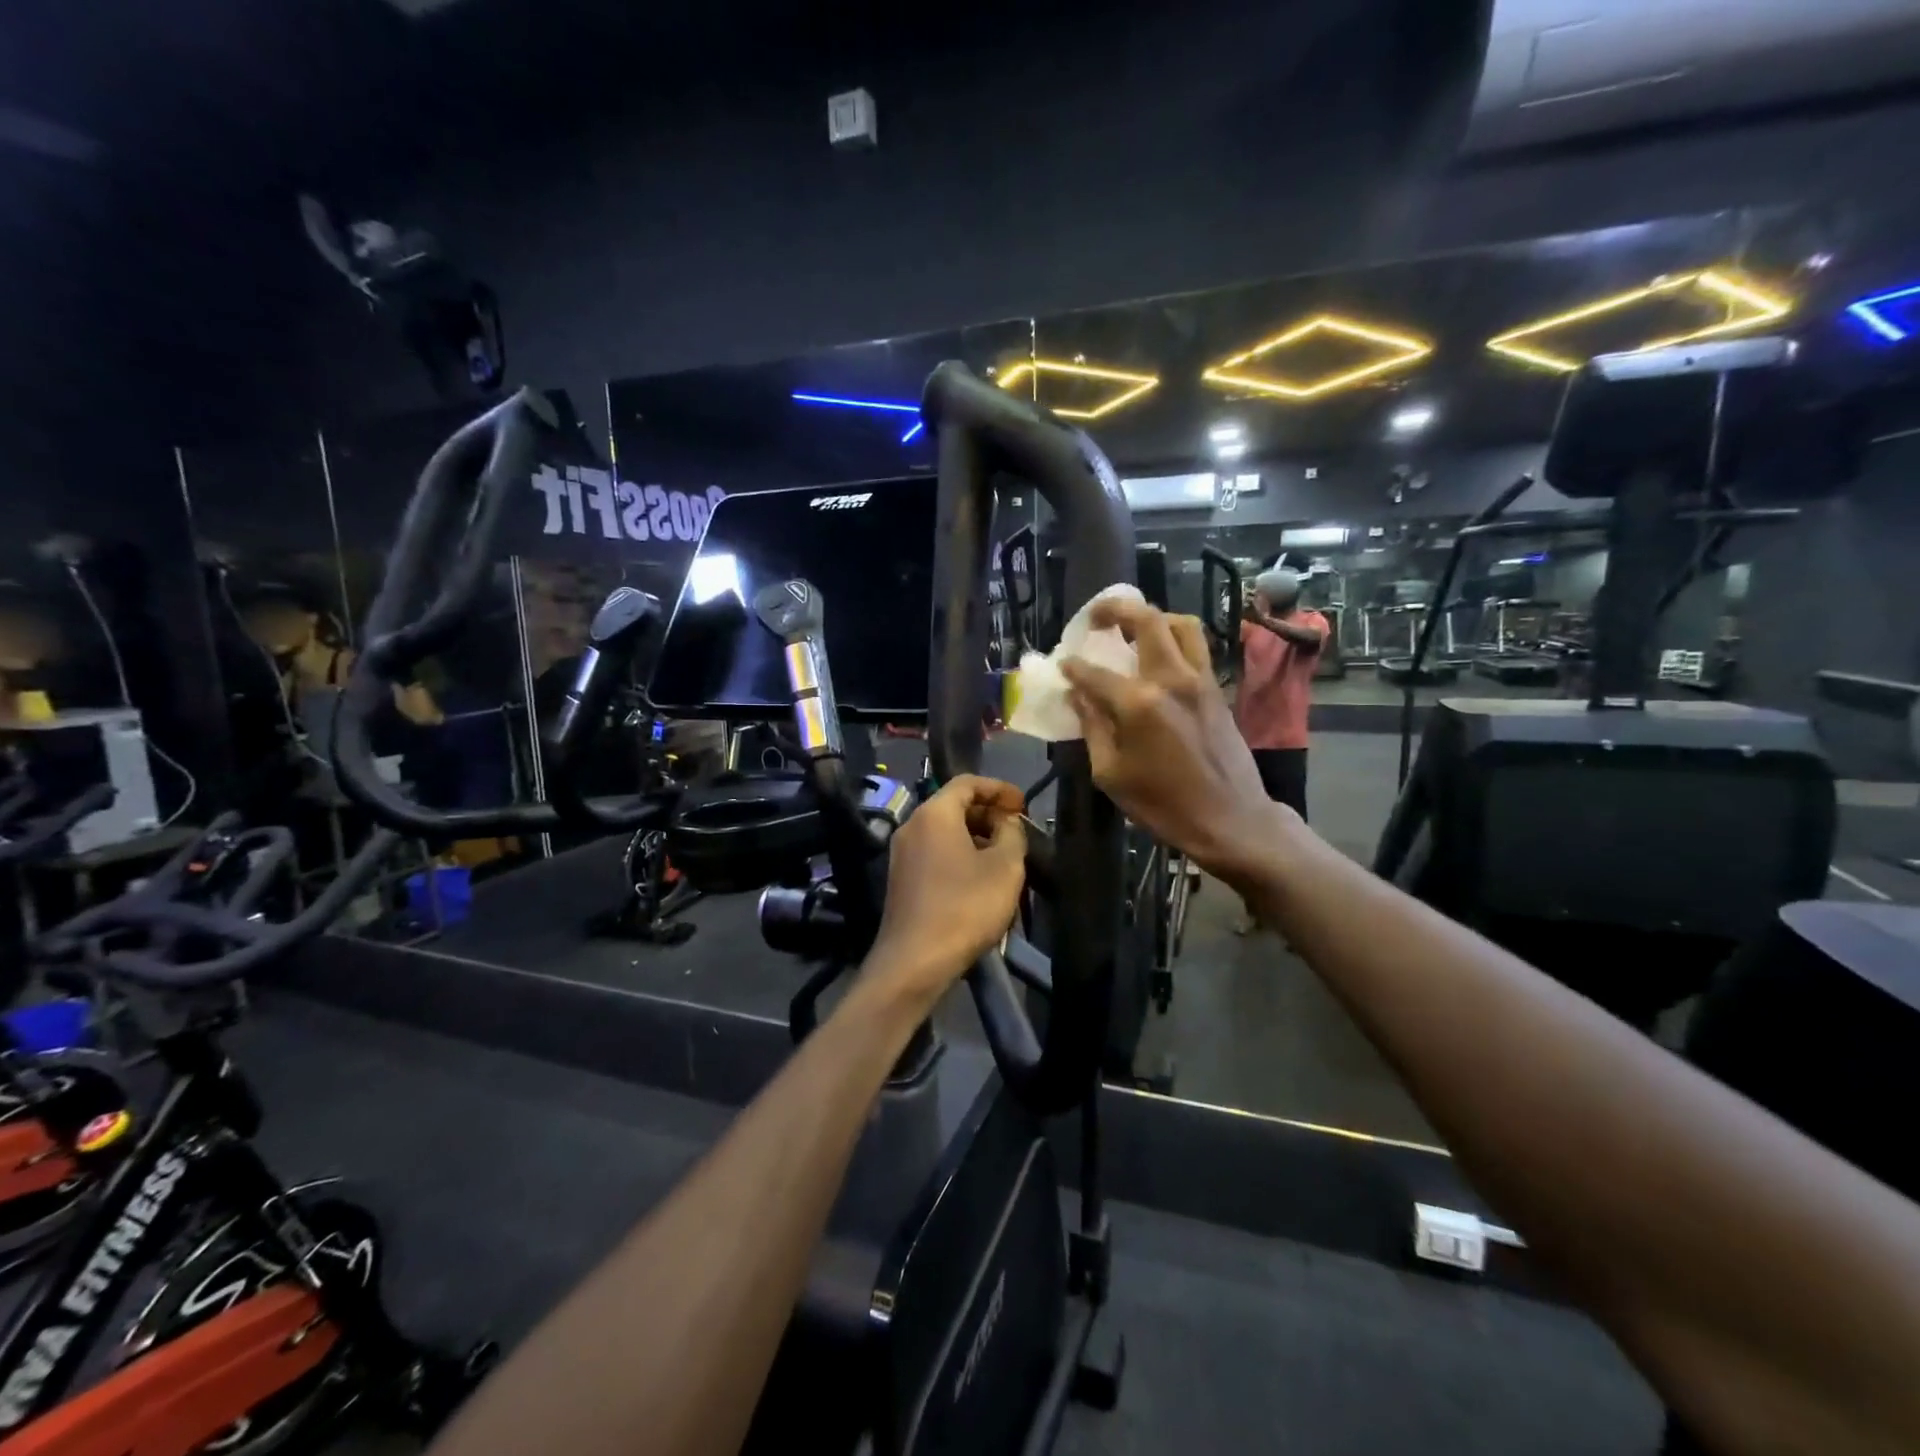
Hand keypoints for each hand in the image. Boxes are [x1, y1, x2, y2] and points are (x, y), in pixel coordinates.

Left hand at [863, 775, 1026, 1008]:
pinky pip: (934, 852)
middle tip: (1016, 830)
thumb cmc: (965, 907)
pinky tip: (979, 877)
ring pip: (944, 830)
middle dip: (988, 813)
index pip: (967, 782)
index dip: (999, 788)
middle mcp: (912, 825)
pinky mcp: (901, 879)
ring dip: (975, 836)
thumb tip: (1007, 822)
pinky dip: (959, 853)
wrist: (914, 961)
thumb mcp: (1005, 867)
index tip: (1023, 804)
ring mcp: (902, 853)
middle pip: (953, 805)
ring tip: (1004, 855)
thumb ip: (1012, 834)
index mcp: (934, 813)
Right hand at [1061, 600, 1292, 885]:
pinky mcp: (1216, 689)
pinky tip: (1158, 656)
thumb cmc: (1163, 804)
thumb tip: (1078, 695)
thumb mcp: (1111, 774)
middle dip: (1116, 610)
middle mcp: (1171, 680)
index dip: (1073, 667)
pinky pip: (1196, 647)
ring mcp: (1200, 680)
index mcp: (1139, 704)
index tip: (1062, 665)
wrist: (1230, 819)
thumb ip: (1093, 727)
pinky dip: (1174, 639)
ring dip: (1153, 617)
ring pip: (1181, 624)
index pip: (1095, 673)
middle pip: (1146, 621)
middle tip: (1096, 618)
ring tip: (1132, 628)